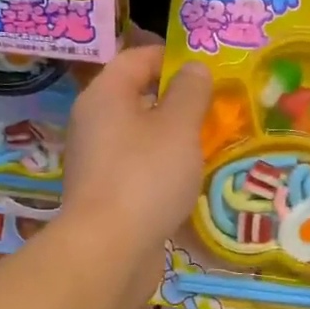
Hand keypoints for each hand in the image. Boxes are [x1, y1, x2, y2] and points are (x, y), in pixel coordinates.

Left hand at [61, 41, 210, 274]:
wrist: (109, 250)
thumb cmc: (146, 177)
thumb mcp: (179, 126)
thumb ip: (190, 92)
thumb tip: (193, 68)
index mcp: (105, 95)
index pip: (137, 58)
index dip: (172, 57)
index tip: (207, 69)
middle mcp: (93, 123)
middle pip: (137, 97)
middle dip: (177, 100)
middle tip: (216, 108)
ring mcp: (97, 161)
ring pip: (139, 136)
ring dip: (172, 137)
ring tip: (208, 145)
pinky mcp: (105, 195)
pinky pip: (138, 168)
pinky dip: (162, 168)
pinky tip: (187, 181)